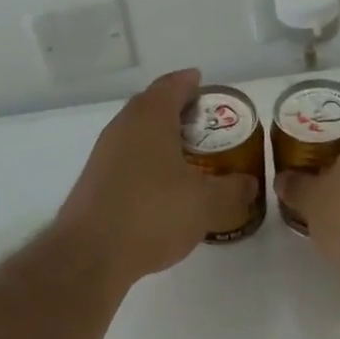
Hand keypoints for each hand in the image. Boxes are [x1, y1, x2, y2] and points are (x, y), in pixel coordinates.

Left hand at [56, 69, 256, 288]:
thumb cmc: (151, 214)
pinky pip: (127, 156)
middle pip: (152, 104)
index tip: (204, 84)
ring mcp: (104, 153)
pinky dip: (147, 159)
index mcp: (150, 117)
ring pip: (137, 131)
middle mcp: (123, 125)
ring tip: (188, 154)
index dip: (191, 82)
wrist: (89, 255)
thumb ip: (233, 190)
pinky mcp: (95, 180)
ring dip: (161, 136)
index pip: (172, 85)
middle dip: (178, 108)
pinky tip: (162, 185)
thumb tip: (250, 184)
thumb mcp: (205, 204)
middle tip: (205, 122)